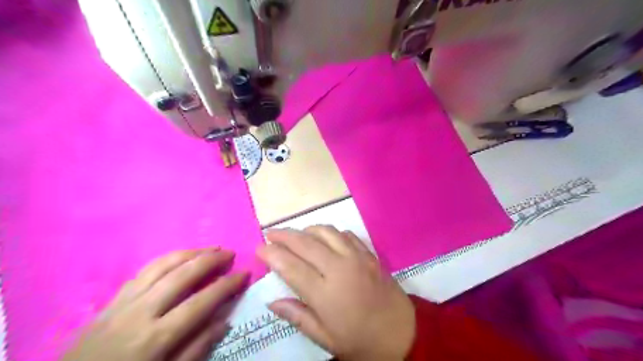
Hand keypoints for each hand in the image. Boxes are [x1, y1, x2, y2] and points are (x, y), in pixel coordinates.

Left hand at [60, 248, 247, 360]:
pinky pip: (143, 271)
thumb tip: (224, 321)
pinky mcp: (111, 301)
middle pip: (182, 275)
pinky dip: (167, 259)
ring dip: (190, 253)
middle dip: (210, 260)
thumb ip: (195, 350)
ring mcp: (122, 303)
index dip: (227, 285)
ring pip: (161, 265)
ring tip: (210, 249)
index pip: (201, 302)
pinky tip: (180, 258)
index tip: (244, 274)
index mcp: (155, 338)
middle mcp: (139, 312)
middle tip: (229, 253)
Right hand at [258, 227, 416, 359]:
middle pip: (305, 243)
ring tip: (295, 234)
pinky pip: (345, 234)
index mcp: (325, 293)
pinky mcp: (368, 253)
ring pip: (325, 232)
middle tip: (270, 233)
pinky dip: (330, 232)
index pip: (291, 266)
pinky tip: (324, 238)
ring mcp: (356, 257)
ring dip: (306, 229)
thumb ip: (297, 316)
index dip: (272, 254)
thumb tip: (272, 301)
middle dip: (284, 235)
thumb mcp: (325, 338)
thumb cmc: (360, 341)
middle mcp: (339, 268)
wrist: (402, 333)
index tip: (260, 248)